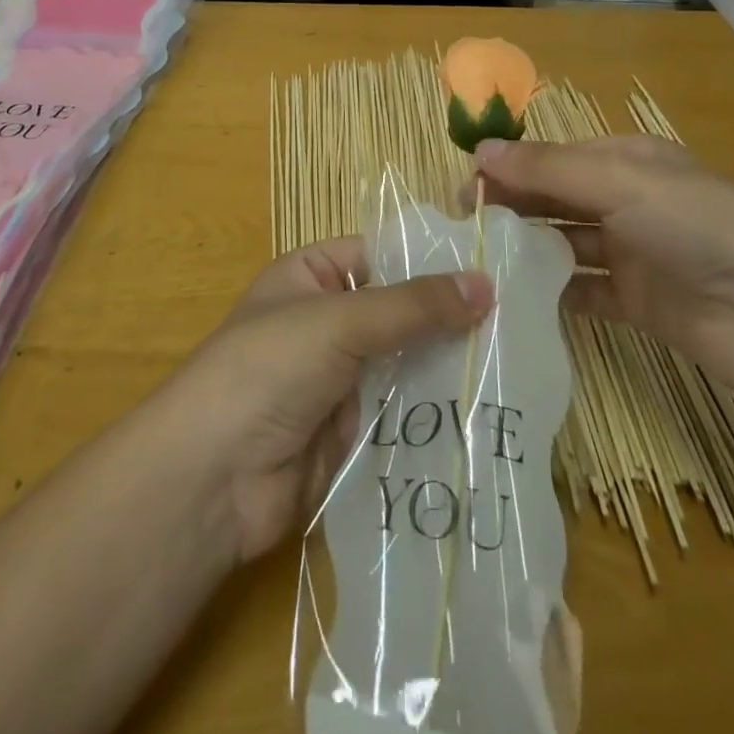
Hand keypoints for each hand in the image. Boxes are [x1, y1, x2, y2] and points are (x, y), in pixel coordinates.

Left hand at [161, 237, 493, 564]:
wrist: (213, 478)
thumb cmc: (269, 368)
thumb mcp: (340, 321)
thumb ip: (413, 306)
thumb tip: (487, 283)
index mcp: (311, 276)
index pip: (380, 254)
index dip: (431, 259)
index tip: (495, 267)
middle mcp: (326, 321)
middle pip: (398, 311)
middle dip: (449, 318)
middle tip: (520, 320)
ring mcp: (339, 378)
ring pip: (406, 363)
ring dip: (449, 367)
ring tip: (517, 363)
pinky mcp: (352, 432)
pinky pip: (403, 413)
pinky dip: (437, 412)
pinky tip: (489, 411)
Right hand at [472, 136, 733, 403]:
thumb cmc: (697, 226)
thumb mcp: (620, 182)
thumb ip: (547, 169)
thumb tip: (479, 151)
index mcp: (628, 161)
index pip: (554, 157)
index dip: (510, 167)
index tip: (464, 187)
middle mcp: (629, 201)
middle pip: (556, 198)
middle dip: (512, 206)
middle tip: (464, 226)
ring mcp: (633, 253)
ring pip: (565, 242)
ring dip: (527, 247)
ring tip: (479, 261)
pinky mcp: (638, 302)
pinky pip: (583, 290)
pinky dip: (552, 291)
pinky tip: (515, 297)